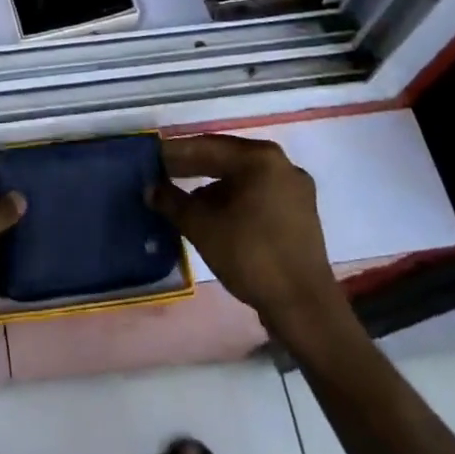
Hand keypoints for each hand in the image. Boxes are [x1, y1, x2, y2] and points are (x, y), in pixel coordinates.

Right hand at [151, 135, 344, 339]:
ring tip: (180, 197)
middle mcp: (281, 164)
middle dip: (192, 167)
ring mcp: (294, 189)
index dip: (175, 152)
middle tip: (159, 173)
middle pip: (226, 159)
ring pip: (242, 179)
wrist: (304, 307)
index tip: (150, 156)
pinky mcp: (299, 214)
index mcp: (260, 158)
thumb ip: (172, 201)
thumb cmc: (251, 256)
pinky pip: (257, 196)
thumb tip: (150, 188)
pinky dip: (232, 201)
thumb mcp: (202, 227)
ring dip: (211, 187)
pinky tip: (211, 215)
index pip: (207, 146)